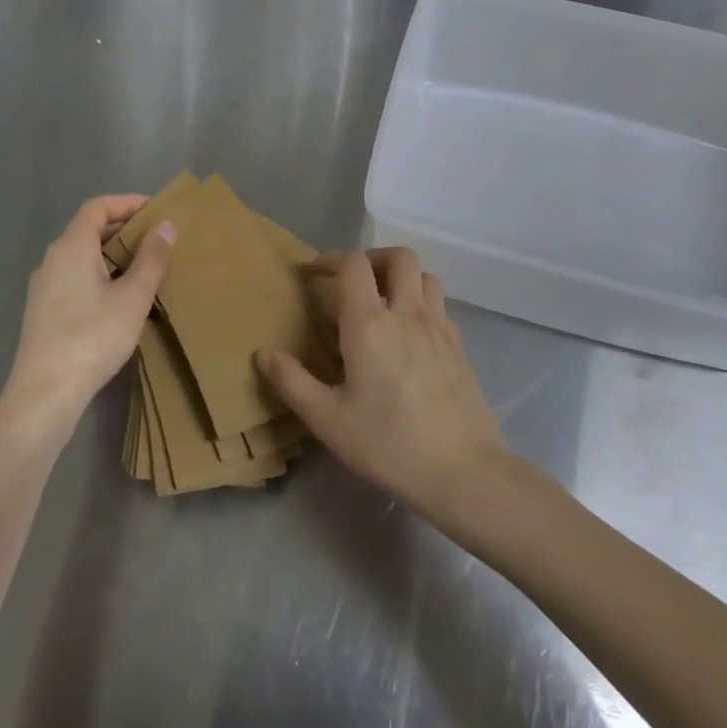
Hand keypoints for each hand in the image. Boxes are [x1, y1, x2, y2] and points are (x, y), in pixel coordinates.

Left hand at [2, 195, 174, 434]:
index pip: (97, 207)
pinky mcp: (43, 310)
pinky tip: (120, 297)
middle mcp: (52, 259)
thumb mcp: (133, 297)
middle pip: (88, 229)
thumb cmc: (93, 337)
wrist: (45, 393)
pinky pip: (75, 276)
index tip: (157, 209)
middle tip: (158, 237)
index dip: (127, 202)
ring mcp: (44, 286)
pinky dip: (100, 273)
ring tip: (145, 266)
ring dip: (113, 253)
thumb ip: (151, 258)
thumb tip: (165, 225)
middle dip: (124, 227)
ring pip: (82, 255)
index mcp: (71, 247)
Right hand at [257, 248, 512, 521]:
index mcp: (369, 323)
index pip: (354, 264)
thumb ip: (292, 382)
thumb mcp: (328, 420)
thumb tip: (264, 354)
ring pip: (426, 276)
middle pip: (399, 257)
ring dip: (403, 276)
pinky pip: (440, 305)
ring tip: (384, 301)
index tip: (313, 275)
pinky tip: (411, 335)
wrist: (463, 471)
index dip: (331, 260)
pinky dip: (422, 302)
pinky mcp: (460, 346)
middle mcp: (407, 313)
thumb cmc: (388, 444)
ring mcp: (440, 327)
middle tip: (353, 282)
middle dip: (373, 258)